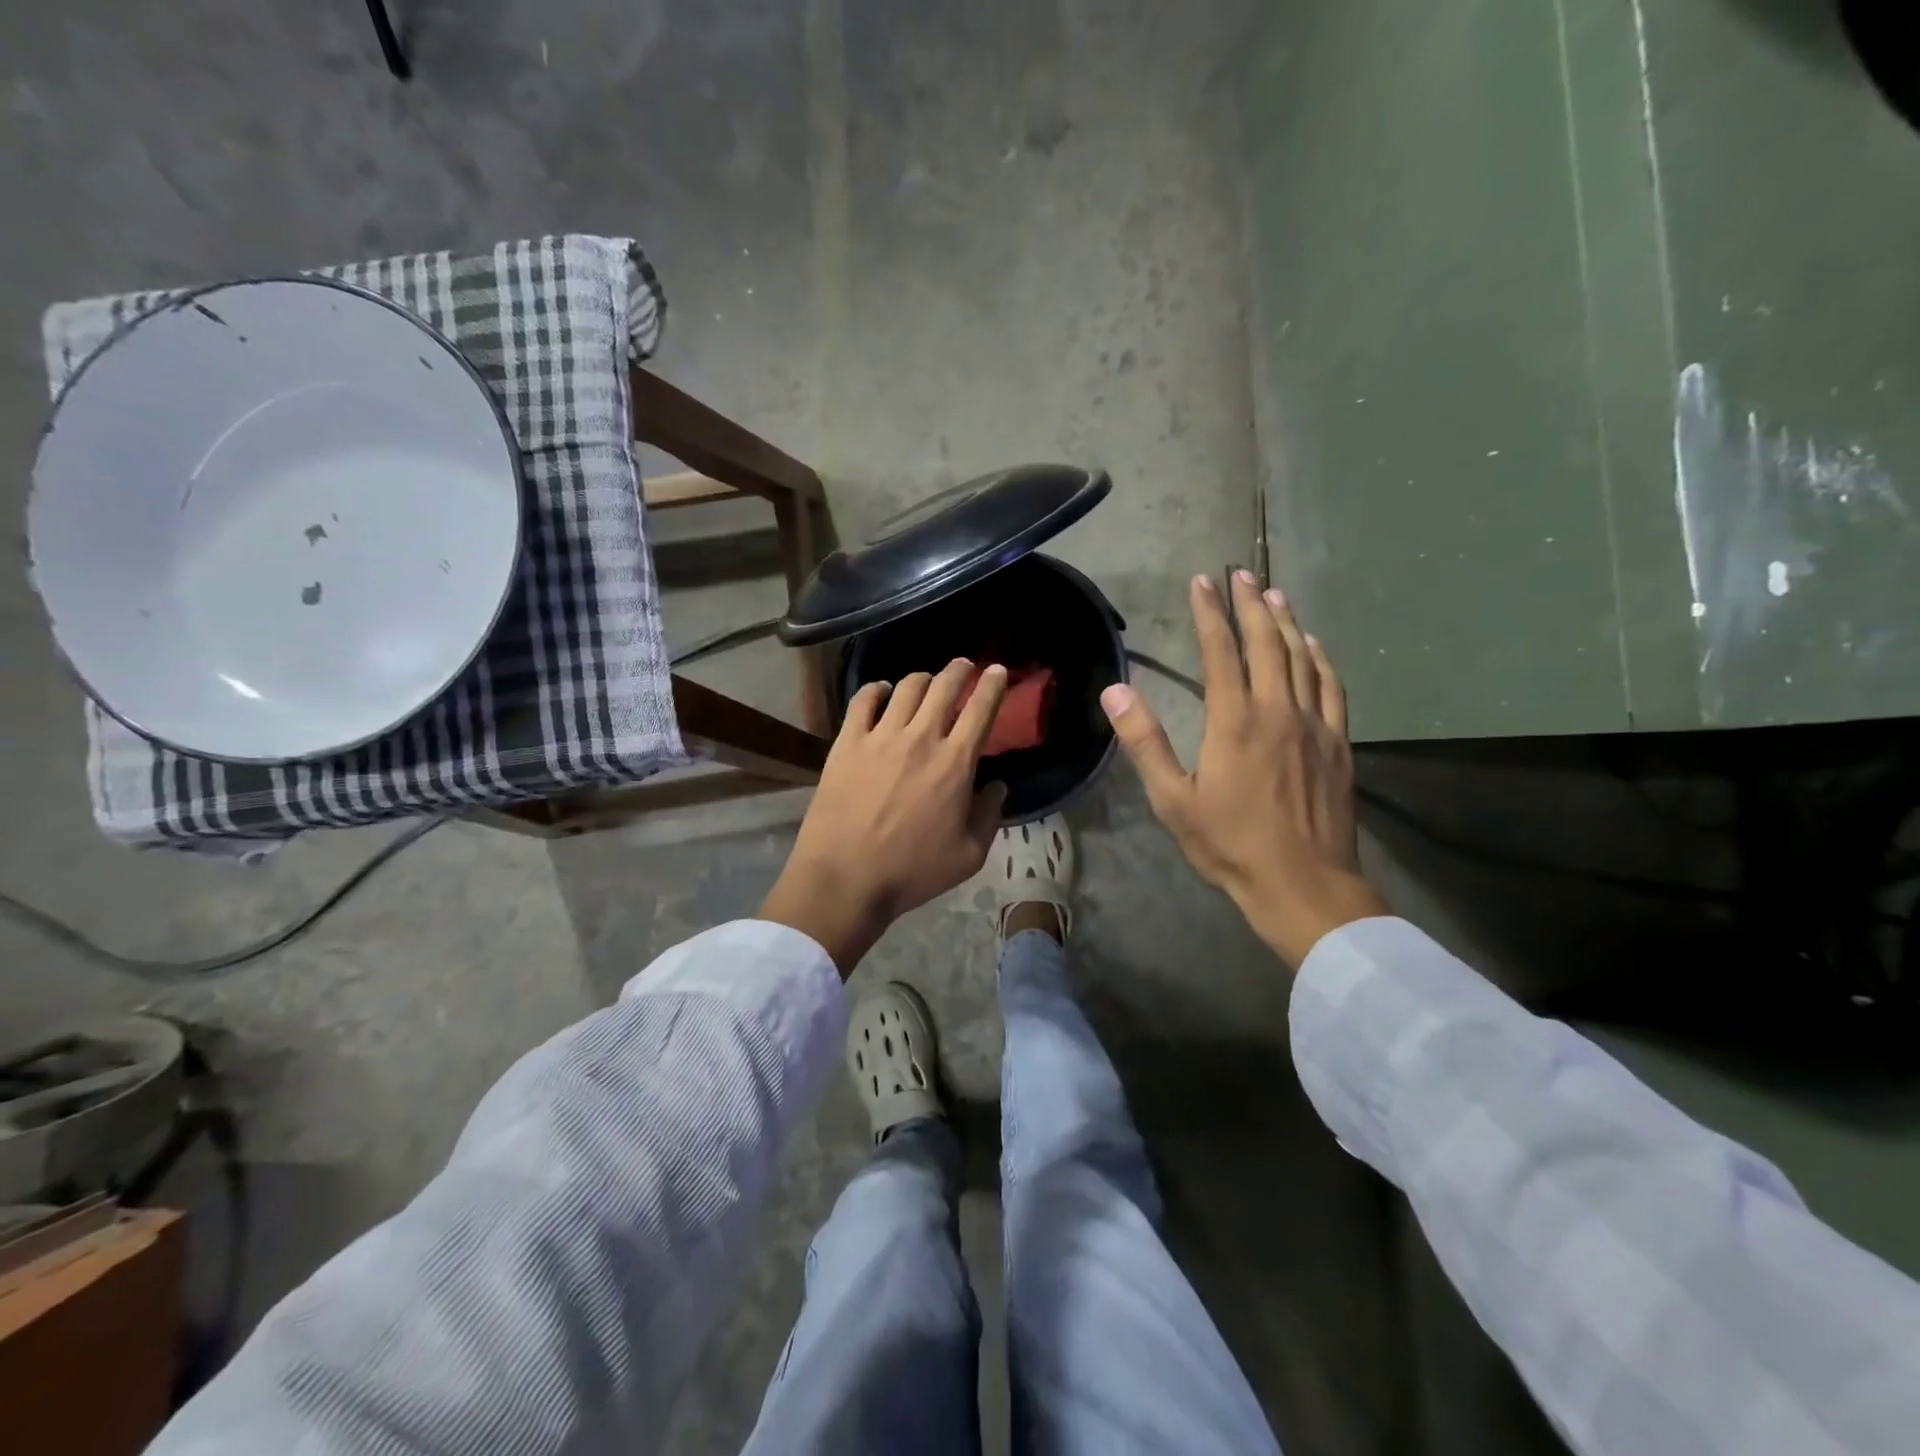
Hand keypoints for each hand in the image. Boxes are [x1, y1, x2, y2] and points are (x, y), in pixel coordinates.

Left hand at [761, 659, 1009, 974]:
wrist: (846, 878)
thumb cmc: (912, 872)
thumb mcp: (969, 856)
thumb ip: (990, 815)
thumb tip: (996, 786)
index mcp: (955, 763)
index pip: (981, 710)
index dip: (992, 684)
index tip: (997, 671)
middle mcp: (920, 738)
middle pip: (944, 686)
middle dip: (959, 670)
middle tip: (964, 666)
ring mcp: (880, 737)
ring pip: (906, 687)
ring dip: (922, 678)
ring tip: (926, 681)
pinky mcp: (847, 743)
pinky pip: (863, 701)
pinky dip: (876, 689)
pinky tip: (882, 691)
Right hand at [1101, 571, 1386, 967]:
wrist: (1303, 884)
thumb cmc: (1230, 845)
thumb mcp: (1173, 799)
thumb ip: (1145, 742)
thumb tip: (1115, 692)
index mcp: (1234, 722)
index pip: (1220, 652)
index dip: (1209, 614)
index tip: (1201, 582)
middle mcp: (1277, 711)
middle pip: (1266, 644)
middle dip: (1250, 604)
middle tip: (1240, 573)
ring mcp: (1315, 726)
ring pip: (1302, 659)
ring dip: (1287, 622)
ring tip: (1275, 594)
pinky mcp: (1339, 744)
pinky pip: (1333, 688)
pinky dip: (1322, 660)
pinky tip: (1315, 646)